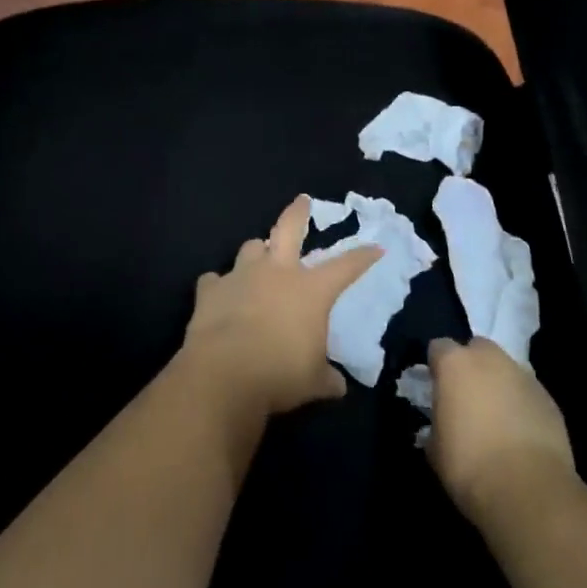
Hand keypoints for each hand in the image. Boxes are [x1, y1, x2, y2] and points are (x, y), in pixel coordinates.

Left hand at [180, 196, 382, 421]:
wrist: (224, 374)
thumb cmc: (280, 374)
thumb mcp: (313, 382)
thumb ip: (326, 378)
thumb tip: (337, 386)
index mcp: (310, 289)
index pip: (345, 266)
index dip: (363, 256)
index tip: (376, 248)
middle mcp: (277, 272)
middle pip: (289, 228)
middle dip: (298, 212)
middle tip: (302, 201)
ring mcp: (241, 276)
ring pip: (251, 247)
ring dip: (257, 252)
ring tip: (259, 259)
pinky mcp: (210, 290)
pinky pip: (214, 280)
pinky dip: (219, 286)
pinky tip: (219, 296)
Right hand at [424, 337, 576, 526]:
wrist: (527, 489)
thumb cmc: (469, 465)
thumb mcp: (435, 449)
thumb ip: (435, 425)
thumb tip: (440, 427)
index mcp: (455, 364)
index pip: (439, 347)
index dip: (436, 366)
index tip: (435, 387)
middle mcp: (490, 359)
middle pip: (477, 348)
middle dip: (471, 366)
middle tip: (467, 398)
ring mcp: (523, 375)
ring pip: (506, 369)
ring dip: (499, 384)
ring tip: (497, 418)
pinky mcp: (548, 398)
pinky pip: (528, 392)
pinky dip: (522, 404)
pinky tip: (521, 433)